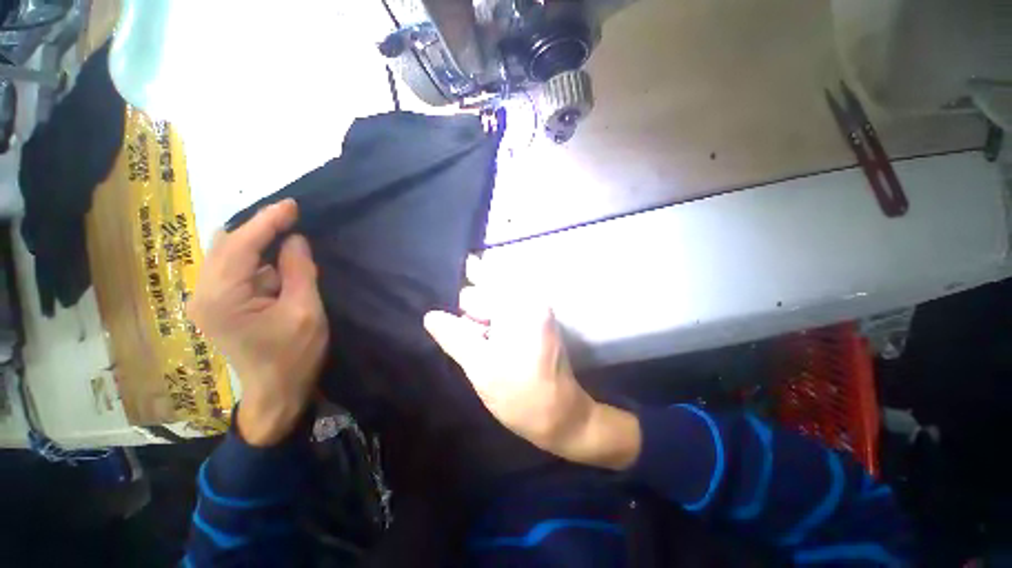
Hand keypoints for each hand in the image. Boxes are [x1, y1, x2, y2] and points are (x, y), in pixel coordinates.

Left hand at [187, 199, 328, 445]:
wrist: (277, 393)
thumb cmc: (294, 356)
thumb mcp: (305, 312)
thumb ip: (299, 271)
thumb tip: (295, 239)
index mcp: (222, 297)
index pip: (241, 245)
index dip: (267, 221)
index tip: (292, 204)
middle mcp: (204, 294)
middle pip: (226, 245)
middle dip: (258, 227)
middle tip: (291, 218)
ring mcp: (207, 300)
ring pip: (228, 255)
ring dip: (257, 242)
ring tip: (287, 236)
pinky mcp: (218, 305)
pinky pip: (234, 270)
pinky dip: (255, 258)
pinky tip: (277, 261)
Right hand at [423, 256, 640, 469]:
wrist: (561, 416)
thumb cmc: (521, 395)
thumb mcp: (480, 368)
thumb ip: (455, 337)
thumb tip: (430, 315)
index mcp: (519, 306)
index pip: (482, 279)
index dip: (463, 276)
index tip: (445, 274)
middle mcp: (530, 300)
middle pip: (488, 288)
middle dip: (468, 302)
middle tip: (453, 322)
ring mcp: (535, 311)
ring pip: (495, 300)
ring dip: (477, 313)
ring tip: (462, 331)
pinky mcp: (535, 322)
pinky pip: (504, 310)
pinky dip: (488, 319)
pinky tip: (476, 334)